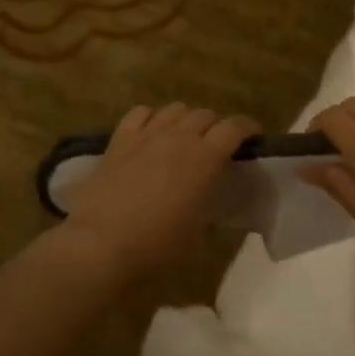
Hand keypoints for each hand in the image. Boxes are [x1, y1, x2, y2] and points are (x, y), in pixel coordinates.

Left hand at [62, 103, 257, 281]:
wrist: (102, 244)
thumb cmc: (157, 246)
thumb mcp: (198, 230)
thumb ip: (210, 202)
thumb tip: (212, 193)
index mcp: (206, 158)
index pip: (235, 127)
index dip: (247, 128)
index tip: (252, 137)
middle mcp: (179, 136)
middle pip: (205, 115)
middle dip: (216, 126)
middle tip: (215, 145)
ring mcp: (147, 134)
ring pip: (175, 109)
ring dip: (186, 119)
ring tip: (183, 136)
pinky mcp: (120, 138)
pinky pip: (141, 113)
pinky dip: (152, 117)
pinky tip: (151, 132)